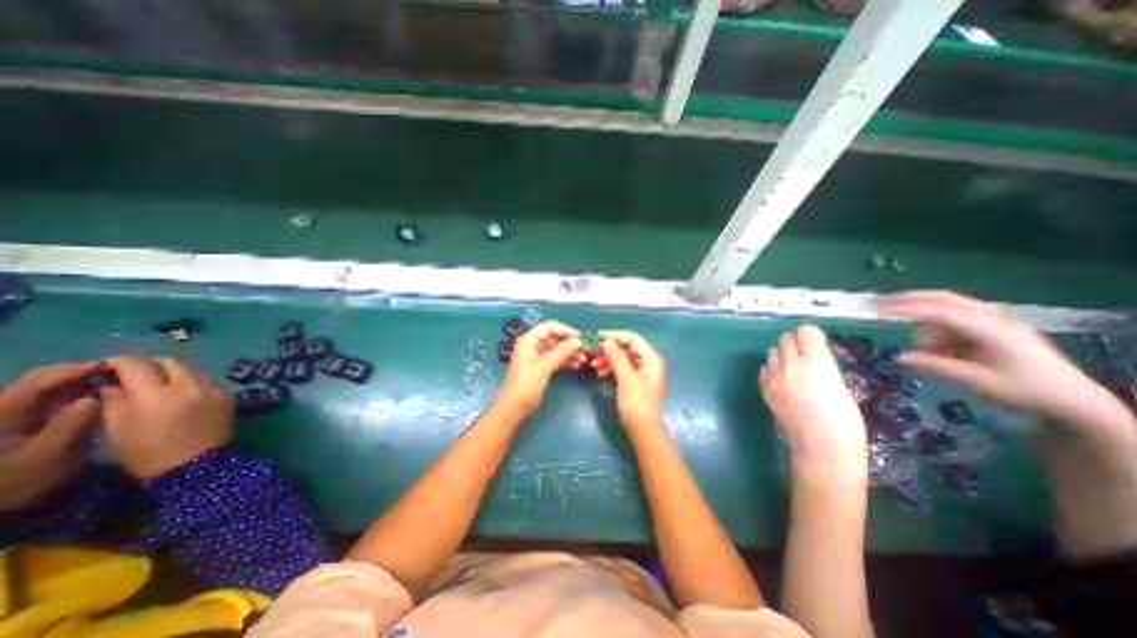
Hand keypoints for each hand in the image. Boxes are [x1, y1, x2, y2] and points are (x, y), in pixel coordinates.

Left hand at [1, 362, 100, 510]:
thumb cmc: (15, 481)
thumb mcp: (44, 457)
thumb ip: (68, 426)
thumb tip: (94, 399)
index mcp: (1, 415)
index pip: (35, 384)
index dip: (71, 371)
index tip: (108, 365)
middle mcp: (4, 410)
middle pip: (38, 381)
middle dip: (76, 372)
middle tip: (116, 370)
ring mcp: (14, 416)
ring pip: (47, 388)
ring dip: (78, 381)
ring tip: (112, 379)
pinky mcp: (25, 421)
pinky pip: (51, 399)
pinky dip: (76, 392)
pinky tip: (99, 393)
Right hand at [99, 354, 233, 478]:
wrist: (196, 465)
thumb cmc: (147, 453)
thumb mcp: (117, 429)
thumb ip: (114, 400)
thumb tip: (111, 383)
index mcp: (157, 395)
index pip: (137, 365)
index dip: (119, 361)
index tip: (107, 365)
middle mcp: (190, 386)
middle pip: (170, 362)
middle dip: (149, 363)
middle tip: (133, 372)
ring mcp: (214, 388)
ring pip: (192, 369)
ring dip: (173, 371)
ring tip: (157, 382)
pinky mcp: (228, 394)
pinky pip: (207, 380)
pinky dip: (191, 381)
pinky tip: (181, 392)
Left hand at [499, 322, 585, 414]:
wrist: (514, 406)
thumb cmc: (526, 384)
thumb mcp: (544, 366)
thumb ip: (561, 352)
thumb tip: (578, 341)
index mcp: (529, 340)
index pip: (549, 327)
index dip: (565, 330)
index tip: (580, 337)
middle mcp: (533, 344)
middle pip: (555, 337)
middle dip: (569, 342)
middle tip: (585, 349)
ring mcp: (538, 355)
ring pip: (557, 348)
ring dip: (570, 352)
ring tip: (583, 359)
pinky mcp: (542, 366)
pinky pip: (556, 358)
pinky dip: (566, 360)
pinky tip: (576, 364)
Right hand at [595, 331, 667, 430]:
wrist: (644, 430)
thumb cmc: (637, 404)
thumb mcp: (626, 379)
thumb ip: (617, 358)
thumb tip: (607, 341)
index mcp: (651, 358)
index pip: (633, 338)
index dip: (615, 335)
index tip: (597, 337)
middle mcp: (648, 362)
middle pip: (627, 347)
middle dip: (610, 349)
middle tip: (593, 352)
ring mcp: (642, 372)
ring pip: (623, 358)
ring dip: (608, 359)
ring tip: (593, 365)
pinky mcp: (636, 380)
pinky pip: (622, 368)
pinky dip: (611, 368)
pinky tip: (600, 372)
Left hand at [757, 324, 867, 478]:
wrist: (821, 445)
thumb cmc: (844, 419)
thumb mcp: (840, 384)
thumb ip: (823, 365)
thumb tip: (813, 355)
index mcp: (815, 361)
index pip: (805, 331)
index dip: (812, 334)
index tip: (817, 341)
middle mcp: (790, 363)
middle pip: (785, 338)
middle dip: (796, 341)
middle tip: (805, 352)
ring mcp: (774, 376)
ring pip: (773, 351)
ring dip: (782, 354)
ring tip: (794, 366)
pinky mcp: (765, 387)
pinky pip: (764, 368)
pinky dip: (772, 369)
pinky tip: (782, 379)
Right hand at [873, 289, 1120, 427]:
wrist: (1073, 400)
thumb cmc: (1026, 391)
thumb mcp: (979, 382)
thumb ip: (937, 367)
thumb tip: (899, 358)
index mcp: (992, 329)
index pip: (941, 312)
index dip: (908, 310)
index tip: (879, 311)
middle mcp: (993, 319)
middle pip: (945, 299)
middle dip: (911, 300)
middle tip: (880, 305)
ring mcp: (994, 322)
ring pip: (947, 312)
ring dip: (928, 326)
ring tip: (926, 350)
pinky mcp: (991, 329)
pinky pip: (955, 322)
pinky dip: (939, 331)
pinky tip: (940, 350)